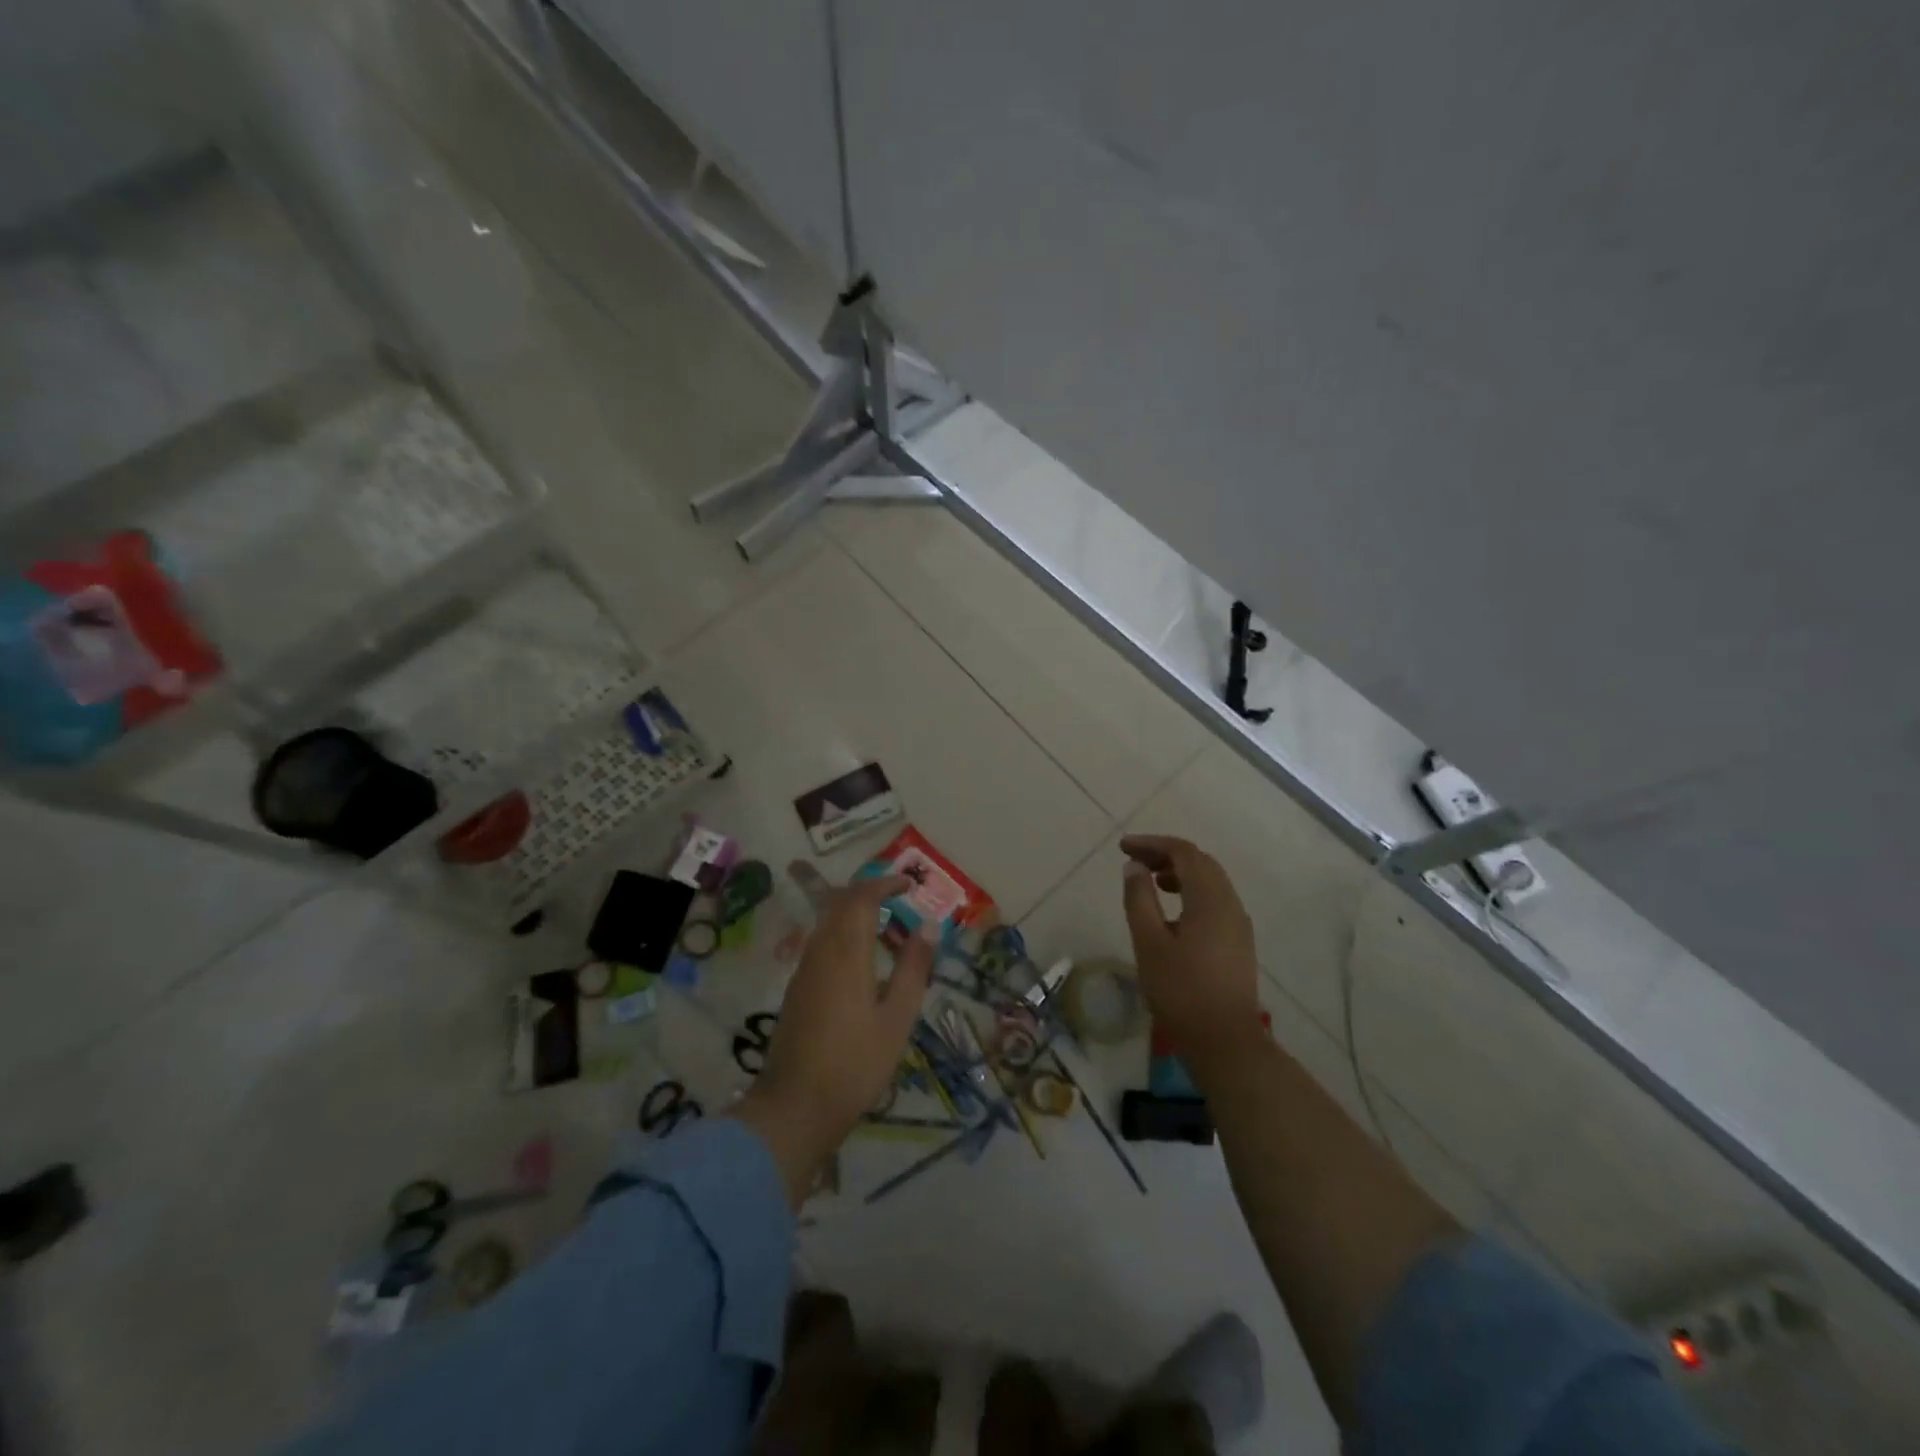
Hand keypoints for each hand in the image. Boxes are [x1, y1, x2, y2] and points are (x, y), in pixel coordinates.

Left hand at [731, 875, 931, 1204]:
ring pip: (826, 921)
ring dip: (853, 910)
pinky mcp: (797, 988)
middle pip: (839, 903)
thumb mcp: (897, 1018)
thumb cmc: (856, 1064)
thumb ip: (913, 968)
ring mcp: (804, 970)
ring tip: (884, 922)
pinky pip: (820, 941)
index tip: (910, 884)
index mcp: (847, 954)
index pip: (861, 898)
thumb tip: (927, 925)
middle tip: (898, 897)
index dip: (885, 884)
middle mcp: (820, 952)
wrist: (796, 1106)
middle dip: (868, 891)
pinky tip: (860, 956)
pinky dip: (842, 931)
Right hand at [1119, 835, 1261, 1055]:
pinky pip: (1215, 901)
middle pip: (1200, 863)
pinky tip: (1173, 913)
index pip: (1183, 852)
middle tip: (1135, 860)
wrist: (1225, 1041)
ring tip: (1151, 881)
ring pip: (1211, 882)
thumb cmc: (1181, 990)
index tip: (1123, 847)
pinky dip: (1192, 892)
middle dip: (1167, 855)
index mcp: (1209, 899)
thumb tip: (1134, 867)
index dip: (1152, 844)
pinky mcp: (1239, 942)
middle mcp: (1230, 904)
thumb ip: (1139, 899)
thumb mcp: (1149, 942)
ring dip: (1181, 873)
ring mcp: (1238, 924)